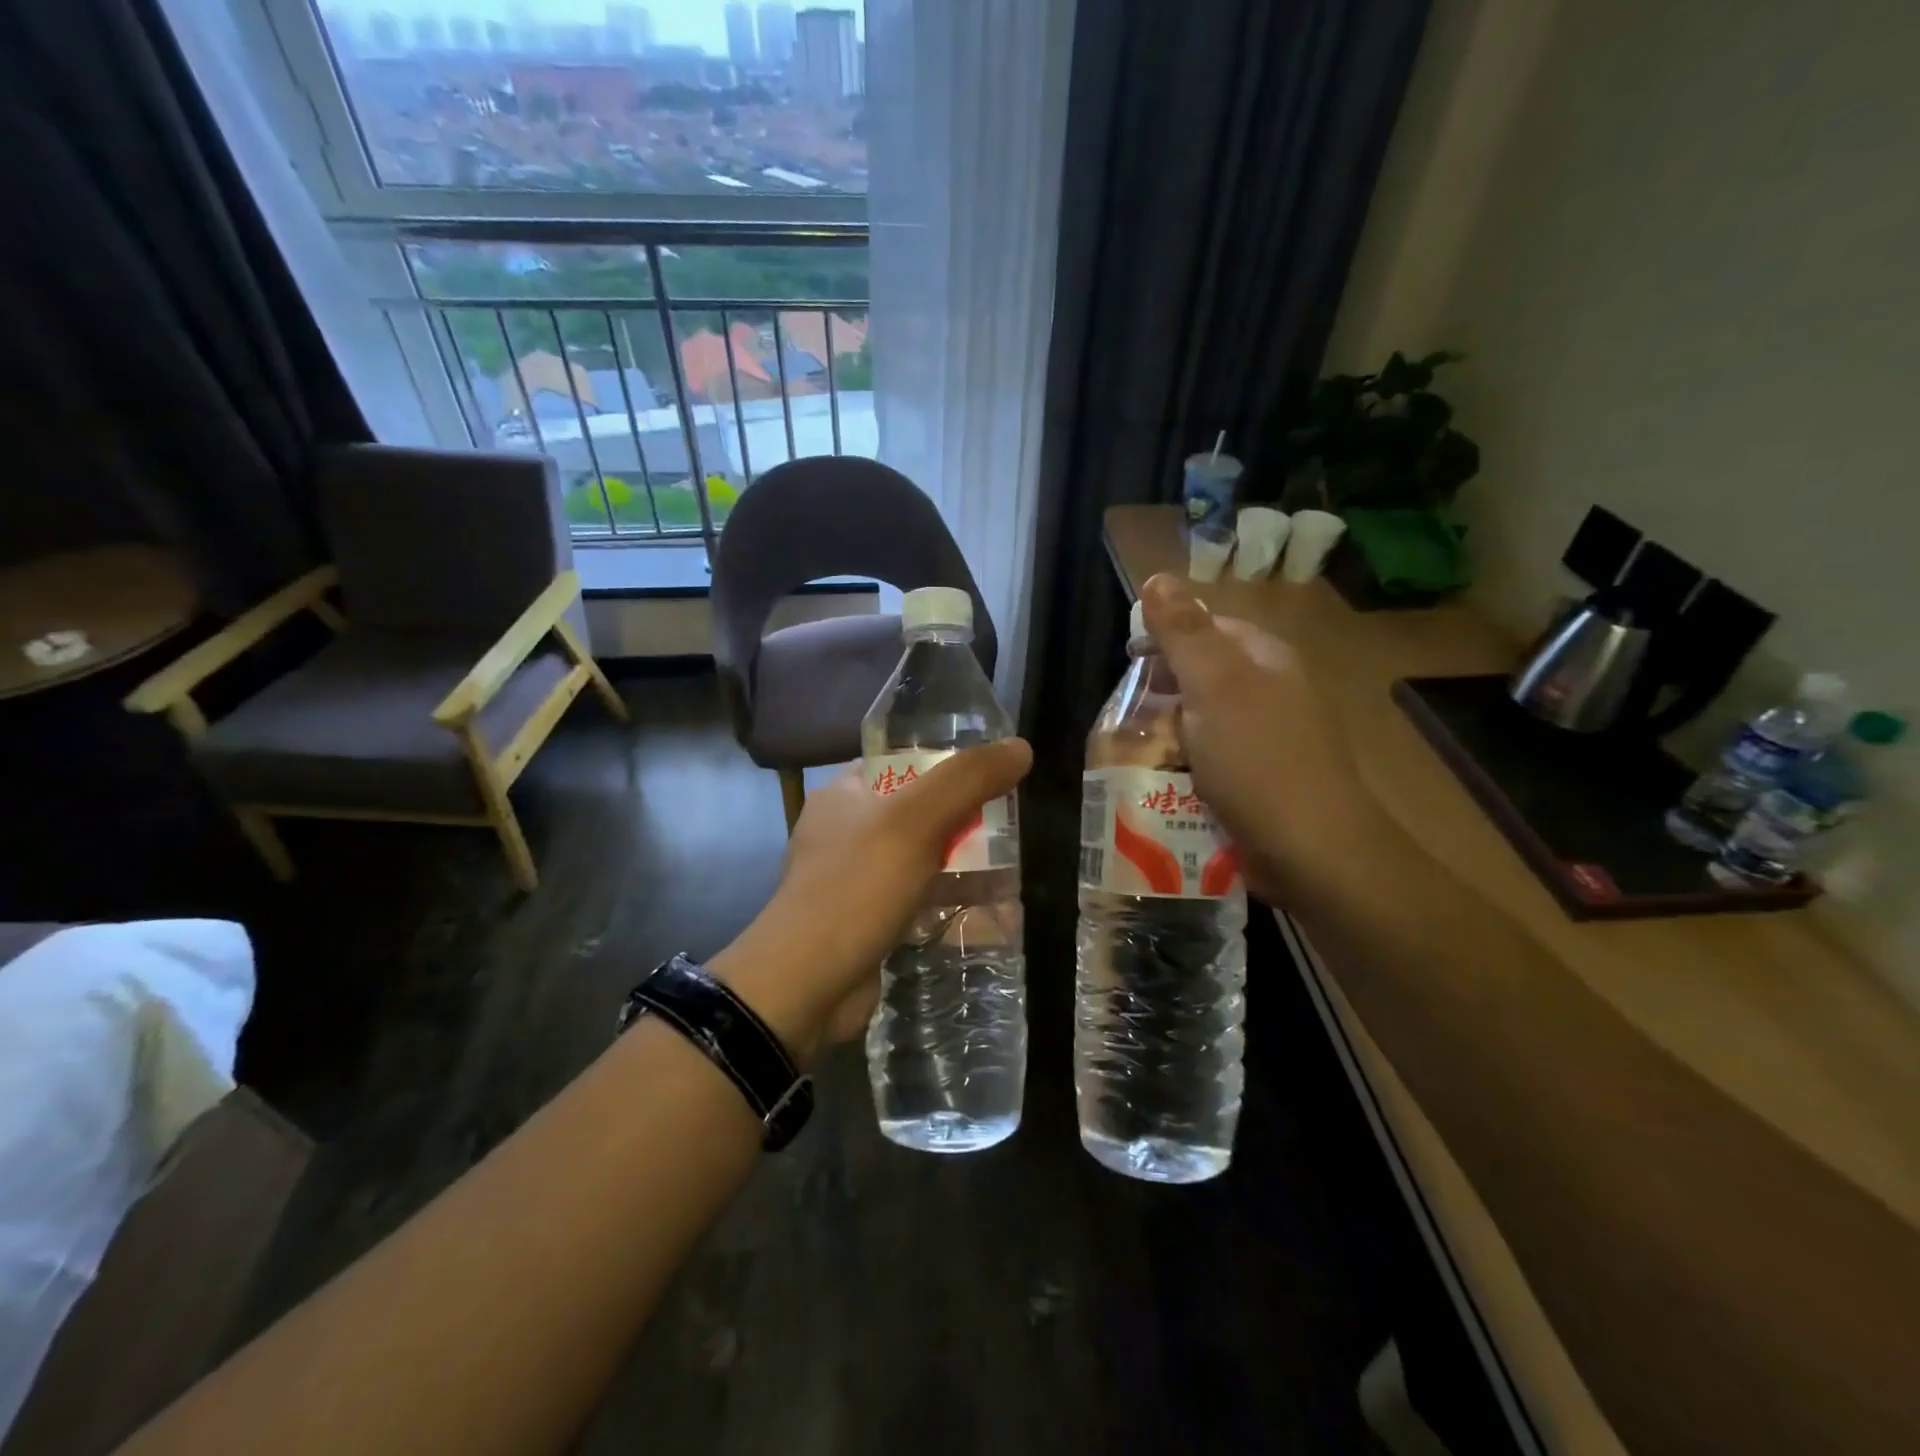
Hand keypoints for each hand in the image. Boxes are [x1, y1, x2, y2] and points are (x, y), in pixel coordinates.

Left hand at [710, 740, 1031, 1063]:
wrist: (807, 986)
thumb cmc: (856, 887)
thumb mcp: (914, 821)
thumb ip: (967, 780)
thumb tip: (1021, 747)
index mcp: (843, 794)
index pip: (902, 761)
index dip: (947, 763)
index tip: (995, 774)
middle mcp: (844, 831)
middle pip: (916, 810)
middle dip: (963, 817)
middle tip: (1012, 821)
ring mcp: (854, 879)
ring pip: (920, 857)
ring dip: (961, 861)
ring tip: (1014, 862)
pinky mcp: (868, 920)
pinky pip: (917, 898)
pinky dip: (948, 899)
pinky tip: (991, 908)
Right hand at [1138, 573, 1383, 901]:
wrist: (1312, 851)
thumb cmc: (1258, 759)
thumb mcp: (1214, 686)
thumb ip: (1184, 632)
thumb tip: (1157, 577)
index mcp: (1265, 660)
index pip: (1208, 627)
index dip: (1165, 637)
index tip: (1127, 661)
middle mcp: (1271, 693)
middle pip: (1203, 677)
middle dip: (1161, 691)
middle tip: (1123, 715)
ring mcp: (1268, 741)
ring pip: (1203, 722)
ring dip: (1167, 734)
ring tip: (1134, 753)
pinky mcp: (1260, 782)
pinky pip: (1211, 762)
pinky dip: (1184, 767)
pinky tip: (1163, 783)